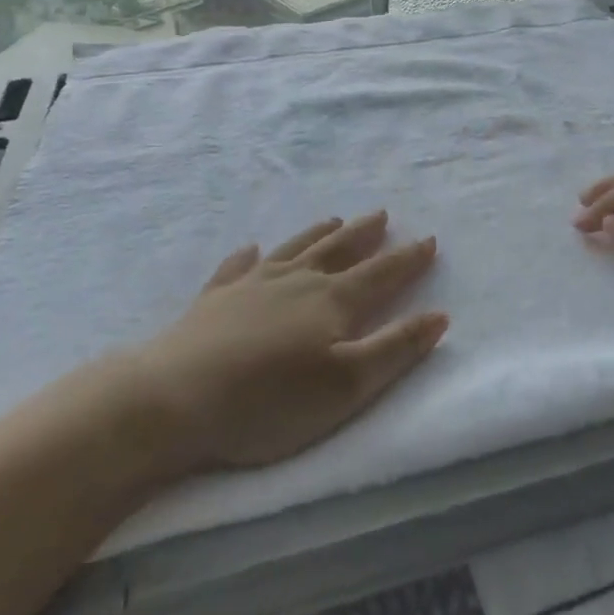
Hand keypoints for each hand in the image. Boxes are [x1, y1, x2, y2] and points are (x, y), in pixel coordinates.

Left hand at [139, 212, 446, 470]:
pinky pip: (237, 266)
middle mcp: (296, 281)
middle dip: (364, 234)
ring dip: (317, 233)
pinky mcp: (214, 298)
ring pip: (294, 249)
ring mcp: (251, 284)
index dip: (407, 259)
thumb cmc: (270, 400)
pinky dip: (249, 256)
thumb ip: (395, 349)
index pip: (381, 274)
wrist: (175, 396)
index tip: (428, 239)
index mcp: (332, 301)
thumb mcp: (346, 385)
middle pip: (337, 250)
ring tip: (333, 218)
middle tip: (381, 214)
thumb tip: (438, 315)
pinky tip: (251, 248)